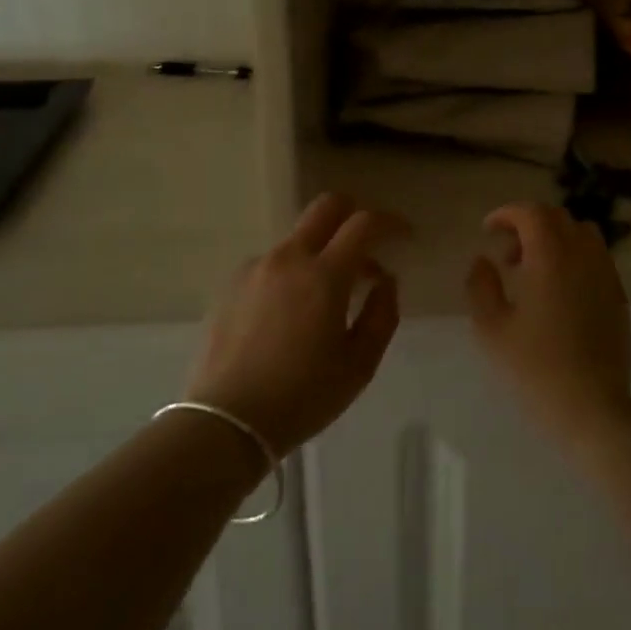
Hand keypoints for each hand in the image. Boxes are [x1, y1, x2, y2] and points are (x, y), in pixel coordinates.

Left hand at [185, 194, 406, 454]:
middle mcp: (289, 258)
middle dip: (353, 213)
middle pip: (326, 207)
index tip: (405, 236)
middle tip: (368, 243)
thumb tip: (385, 280)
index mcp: (324, 275)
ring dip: (322, 251)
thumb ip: (382, 314)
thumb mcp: (359, 365)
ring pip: (299, 238)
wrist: (225, 422)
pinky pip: (273, 262)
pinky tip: (290, 311)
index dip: (391, 223)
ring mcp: (256, 268)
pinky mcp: (232, 284)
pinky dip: (292, 272)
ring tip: (328, 295)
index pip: (364, 224)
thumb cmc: (302, 396)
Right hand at [465, 203, 630, 445]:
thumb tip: (483, 261)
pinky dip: (574, 258)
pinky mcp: (618, 295)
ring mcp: (606, 275)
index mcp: (551, 256)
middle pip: (557, 217)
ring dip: (554, 239)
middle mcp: (583, 255)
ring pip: (581, 233)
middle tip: (507, 255)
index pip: (532, 212)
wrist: (593, 409)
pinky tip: (559, 293)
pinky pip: (596, 258)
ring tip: (534, 272)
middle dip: (528, 225)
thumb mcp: (491, 329)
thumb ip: (481, 286)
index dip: (507, 213)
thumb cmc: (535, 369)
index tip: (488, 230)